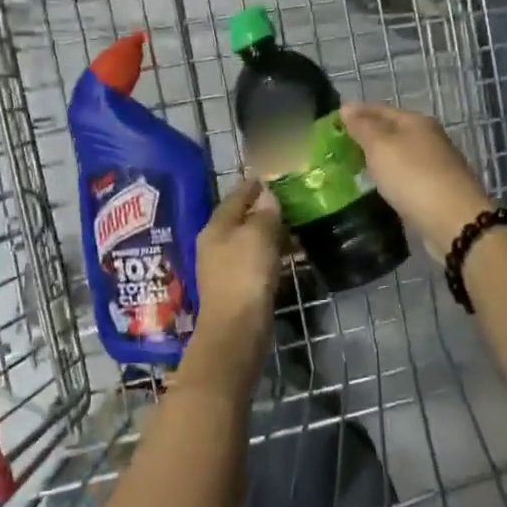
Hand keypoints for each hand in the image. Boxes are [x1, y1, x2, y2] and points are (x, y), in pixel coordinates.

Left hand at [193, 178, 284, 337]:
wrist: (236, 330)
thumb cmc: (245, 275)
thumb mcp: (258, 236)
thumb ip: (264, 213)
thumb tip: (267, 195)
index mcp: (215, 227)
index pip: (235, 197)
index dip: (251, 186)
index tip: (267, 176)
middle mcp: (214, 244)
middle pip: (239, 219)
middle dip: (261, 210)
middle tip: (286, 201)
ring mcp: (222, 267)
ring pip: (247, 241)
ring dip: (267, 233)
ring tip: (292, 227)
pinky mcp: (235, 287)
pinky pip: (254, 261)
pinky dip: (269, 253)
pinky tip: (286, 255)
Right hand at [340, 103, 495, 261]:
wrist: (453, 221)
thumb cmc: (413, 177)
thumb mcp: (380, 147)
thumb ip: (362, 127)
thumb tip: (347, 107)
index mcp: (416, 121)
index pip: (380, 109)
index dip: (356, 112)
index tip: (332, 120)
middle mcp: (429, 138)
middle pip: (392, 130)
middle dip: (366, 135)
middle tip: (337, 145)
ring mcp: (435, 164)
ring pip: (399, 153)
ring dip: (378, 157)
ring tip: (352, 166)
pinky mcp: (437, 189)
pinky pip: (405, 175)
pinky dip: (389, 176)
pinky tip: (378, 185)